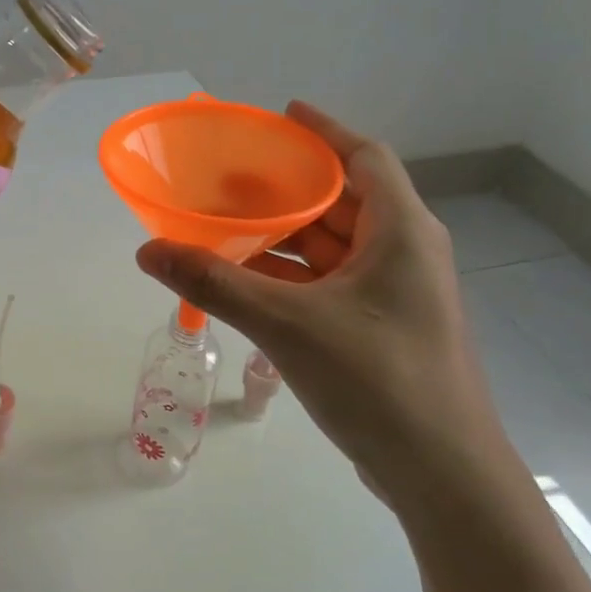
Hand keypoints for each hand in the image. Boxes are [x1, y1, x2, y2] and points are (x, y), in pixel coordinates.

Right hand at [135, 102, 521, 513]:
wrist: (442, 475)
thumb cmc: (378, 380)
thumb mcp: (288, 324)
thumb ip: (216, 283)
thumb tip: (148, 251)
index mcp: (401, 232)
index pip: (365, 157)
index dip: (324, 132)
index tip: (280, 116)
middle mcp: (404, 253)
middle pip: (344, 200)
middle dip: (290, 187)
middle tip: (233, 176)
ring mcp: (395, 295)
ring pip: (334, 247)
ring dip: (285, 236)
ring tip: (229, 225)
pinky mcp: (382, 329)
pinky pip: (330, 284)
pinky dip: (292, 276)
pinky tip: (246, 281)